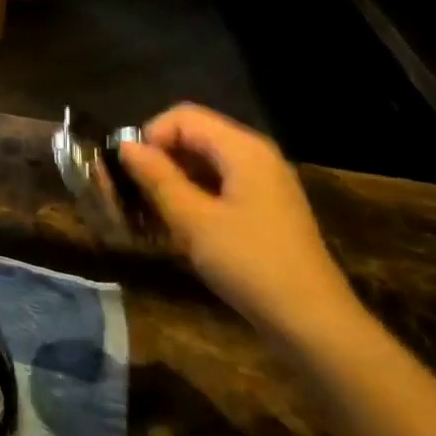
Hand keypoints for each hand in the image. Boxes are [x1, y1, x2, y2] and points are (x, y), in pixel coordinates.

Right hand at [117, 103, 361, 340]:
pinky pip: (216, 185)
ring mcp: (261, 182)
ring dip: (169, 180)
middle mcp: (254, 155)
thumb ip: (157, 178)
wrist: (309, 319)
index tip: (128, 173)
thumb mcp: (193, 220)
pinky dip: (189, 196)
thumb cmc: (249, 263)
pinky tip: (173, 226)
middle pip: (192, 137)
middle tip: (129, 195)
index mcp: (243, 149)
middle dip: (156, 159)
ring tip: (146, 213)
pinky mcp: (261, 207)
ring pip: (202, 163)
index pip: (182, 117)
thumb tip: (125, 145)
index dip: (149, 137)